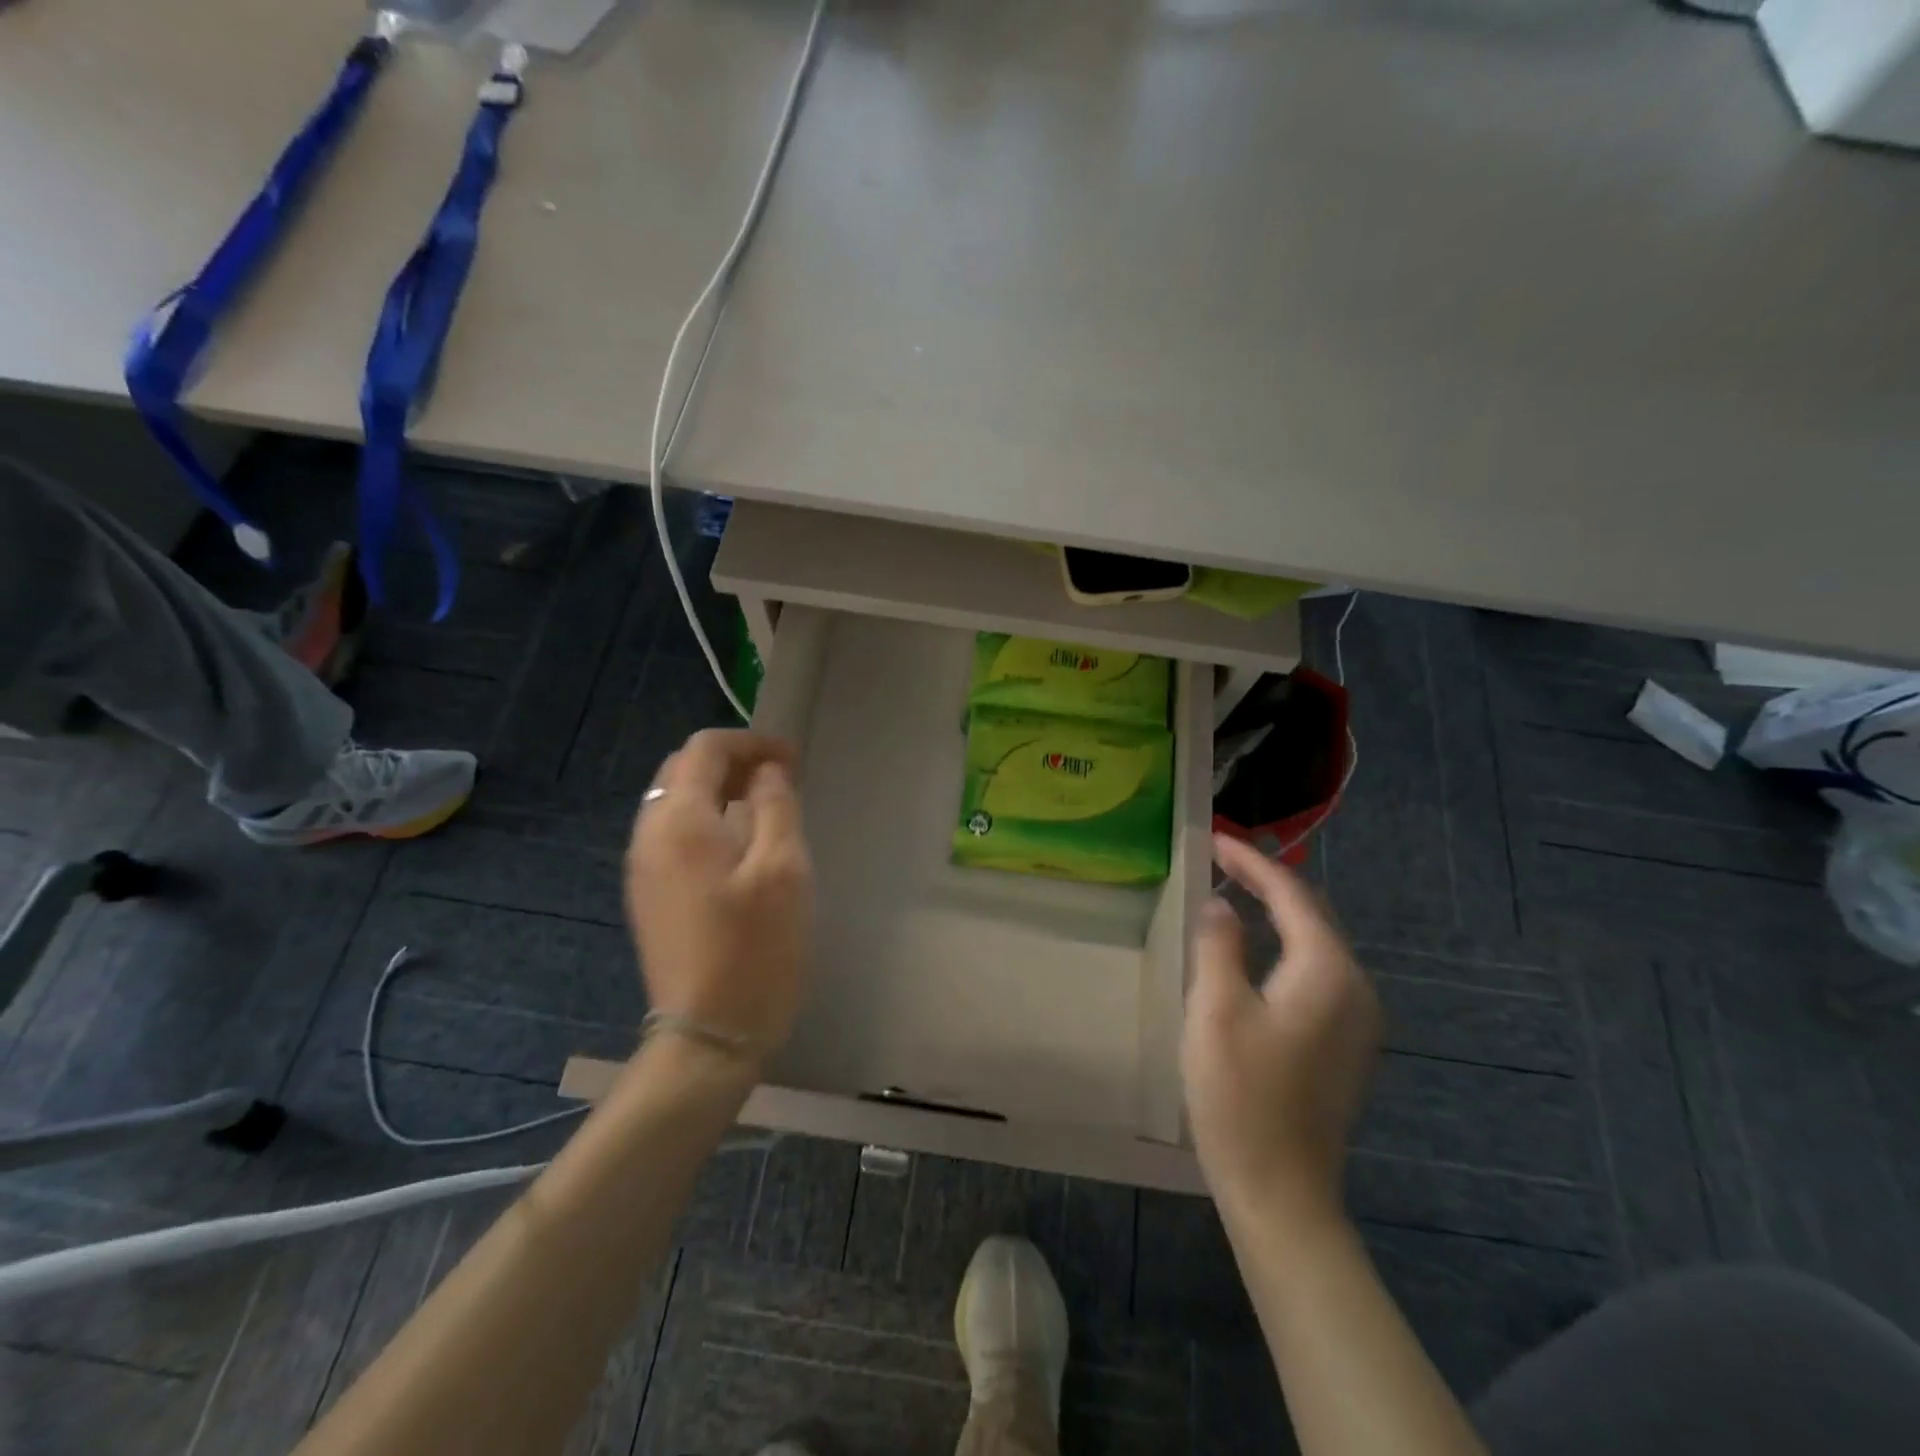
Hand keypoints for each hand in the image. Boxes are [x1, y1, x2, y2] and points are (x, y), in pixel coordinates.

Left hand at [625, 730, 813, 1062]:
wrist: (708, 1035)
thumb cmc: (755, 948)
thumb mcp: (783, 869)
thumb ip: (776, 806)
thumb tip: (767, 772)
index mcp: (678, 820)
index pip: (705, 749)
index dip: (751, 742)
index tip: (793, 760)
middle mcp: (648, 836)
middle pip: (683, 771)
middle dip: (733, 763)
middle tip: (782, 780)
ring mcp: (643, 870)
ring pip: (676, 804)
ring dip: (720, 792)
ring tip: (767, 809)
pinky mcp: (649, 897)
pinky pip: (674, 837)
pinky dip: (708, 822)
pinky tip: (742, 848)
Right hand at [1183, 834, 1379, 1222]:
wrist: (1281, 1191)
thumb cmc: (1241, 1095)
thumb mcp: (1216, 1009)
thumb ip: (1219, 944)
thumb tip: (1221, 905)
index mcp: (1328, 972)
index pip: (1292, 894)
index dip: (1252, 862)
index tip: (1214, 839)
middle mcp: (1356, 987)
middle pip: (1312, 914)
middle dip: (1267, 880)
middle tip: (1221, 858)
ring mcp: (1357, 1020)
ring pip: (1316, 943)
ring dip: (1277, 912)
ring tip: (1236, 891)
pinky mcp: (1345, 1044)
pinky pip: (1316, 972)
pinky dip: (1285, 945)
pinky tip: (1256, 950)